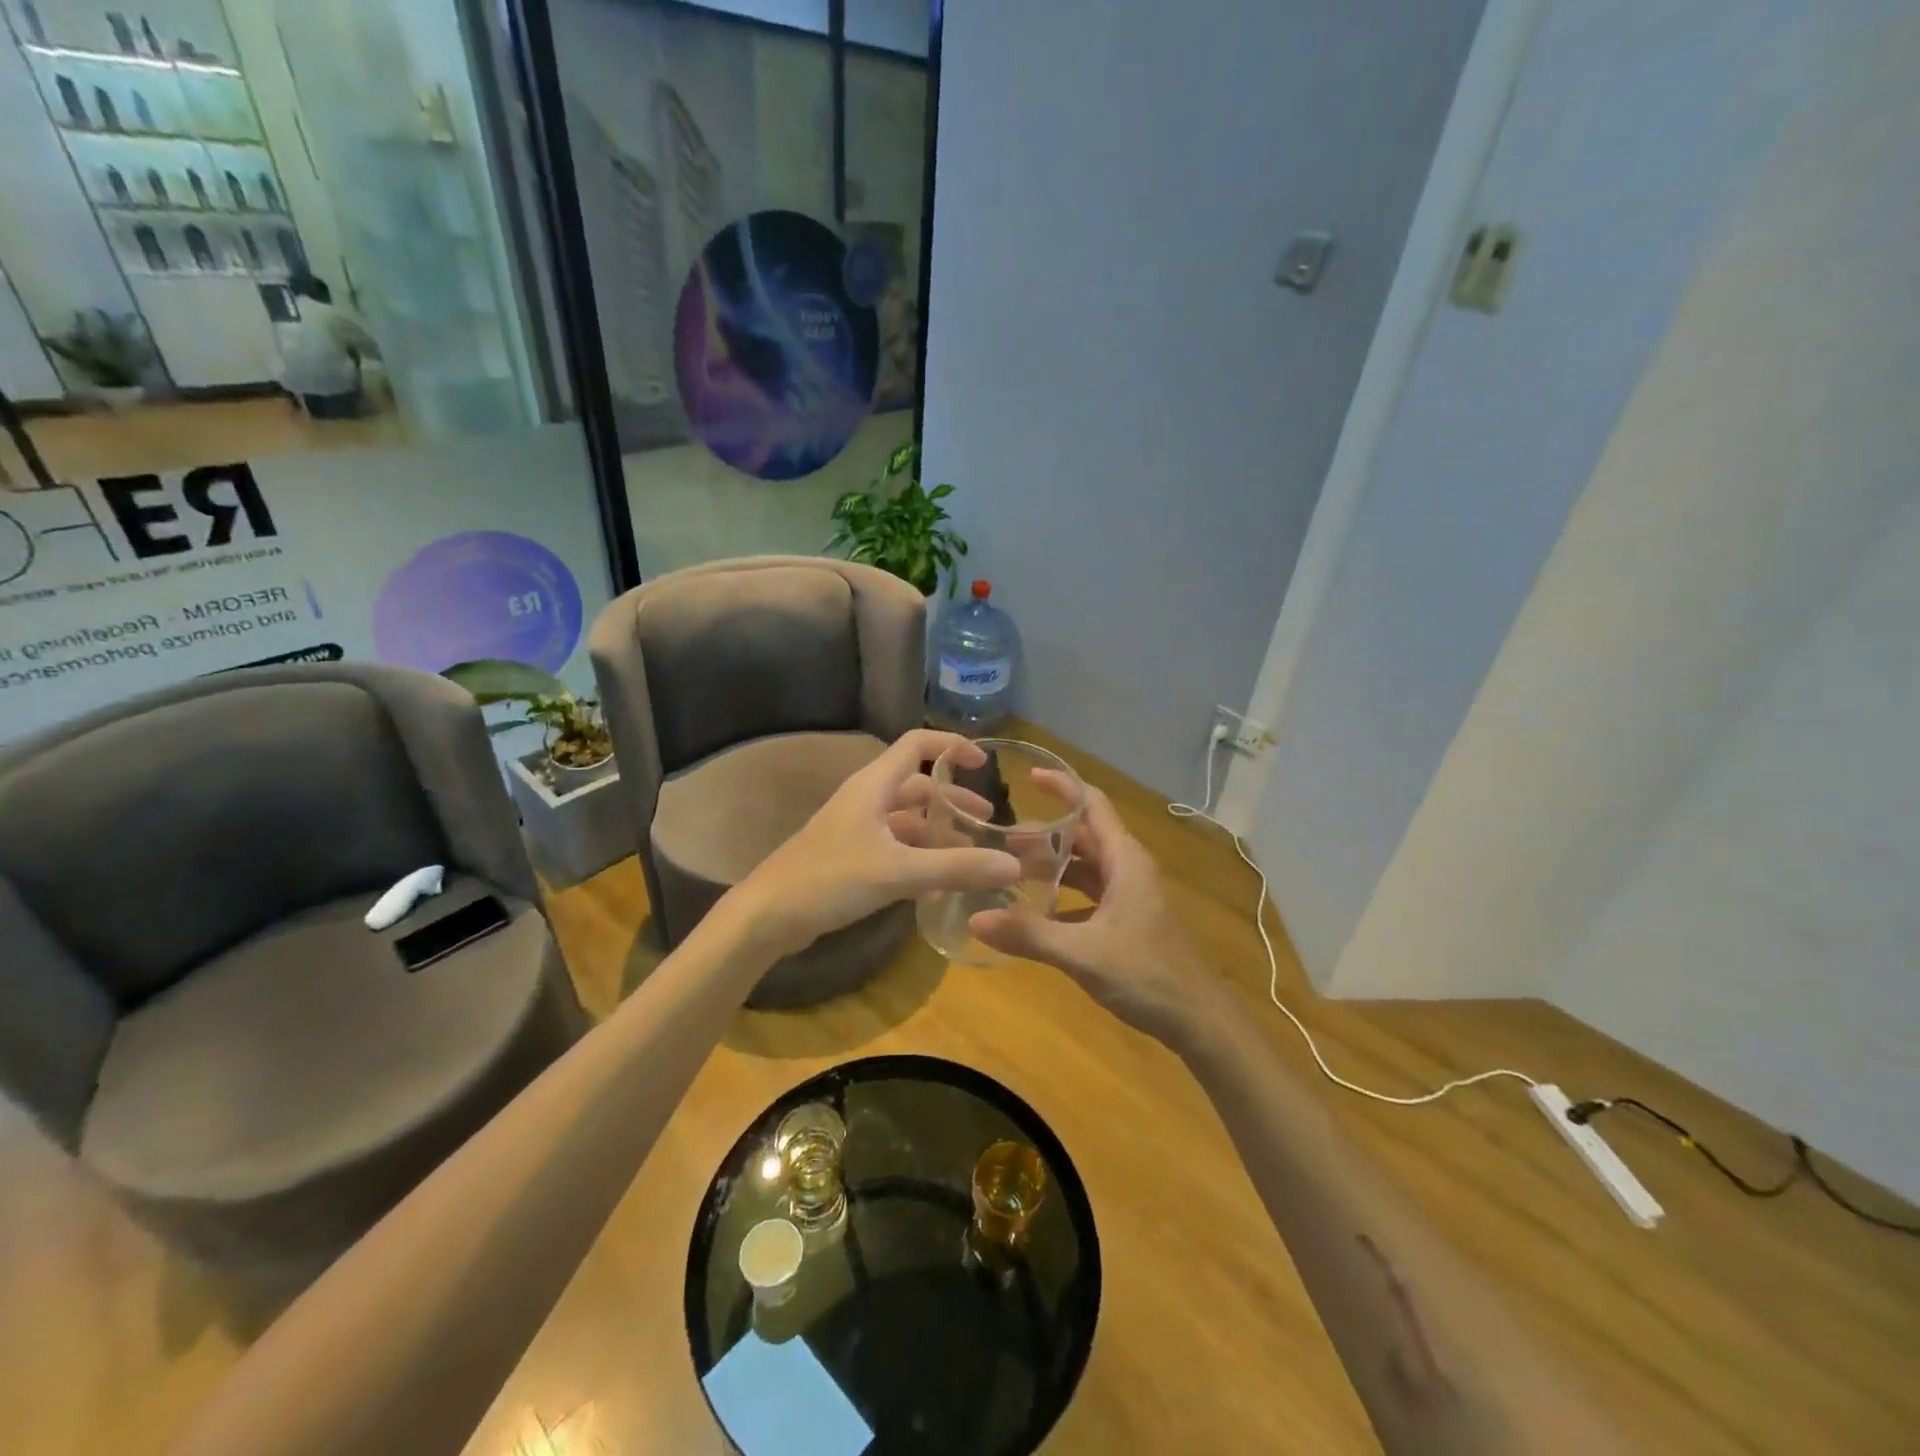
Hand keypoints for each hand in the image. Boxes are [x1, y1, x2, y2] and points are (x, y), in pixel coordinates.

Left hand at [734, 729, 1019, 957]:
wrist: (767, 915)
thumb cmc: (830, 879)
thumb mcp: (898, 872)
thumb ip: (956, 867)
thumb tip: (1014, 865)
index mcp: (874, 785)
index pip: (917, 744)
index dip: (952, 745)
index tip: (984, 763)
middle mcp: (865, 799)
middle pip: (917, 786)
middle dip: (953, 799)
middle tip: (987, 821)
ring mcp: (856, 829)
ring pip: (906, 819)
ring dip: (938, 831)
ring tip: (971, 854)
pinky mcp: (850, 857)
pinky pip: (895, 846)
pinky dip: (920, 855)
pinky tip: (939, 881)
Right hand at [970, 778, 1222, 1045]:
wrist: (1201, 1021)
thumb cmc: (1148, 975)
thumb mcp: (1083, 953)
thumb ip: (1029, 934)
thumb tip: (975, 918)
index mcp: (1124, 860)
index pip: (1092, 805)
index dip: (1062, 786)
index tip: (1027, 776)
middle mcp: (1128, 869)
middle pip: (1084, 836)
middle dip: (1045, 833)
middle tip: (1001, 839)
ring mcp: (1131, 896)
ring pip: (1087, 867)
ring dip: (1053, 865)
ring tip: (1011, 870)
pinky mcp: (1130, 921)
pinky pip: (1091, 895)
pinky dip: (1064, 895)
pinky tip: (1037, 913)